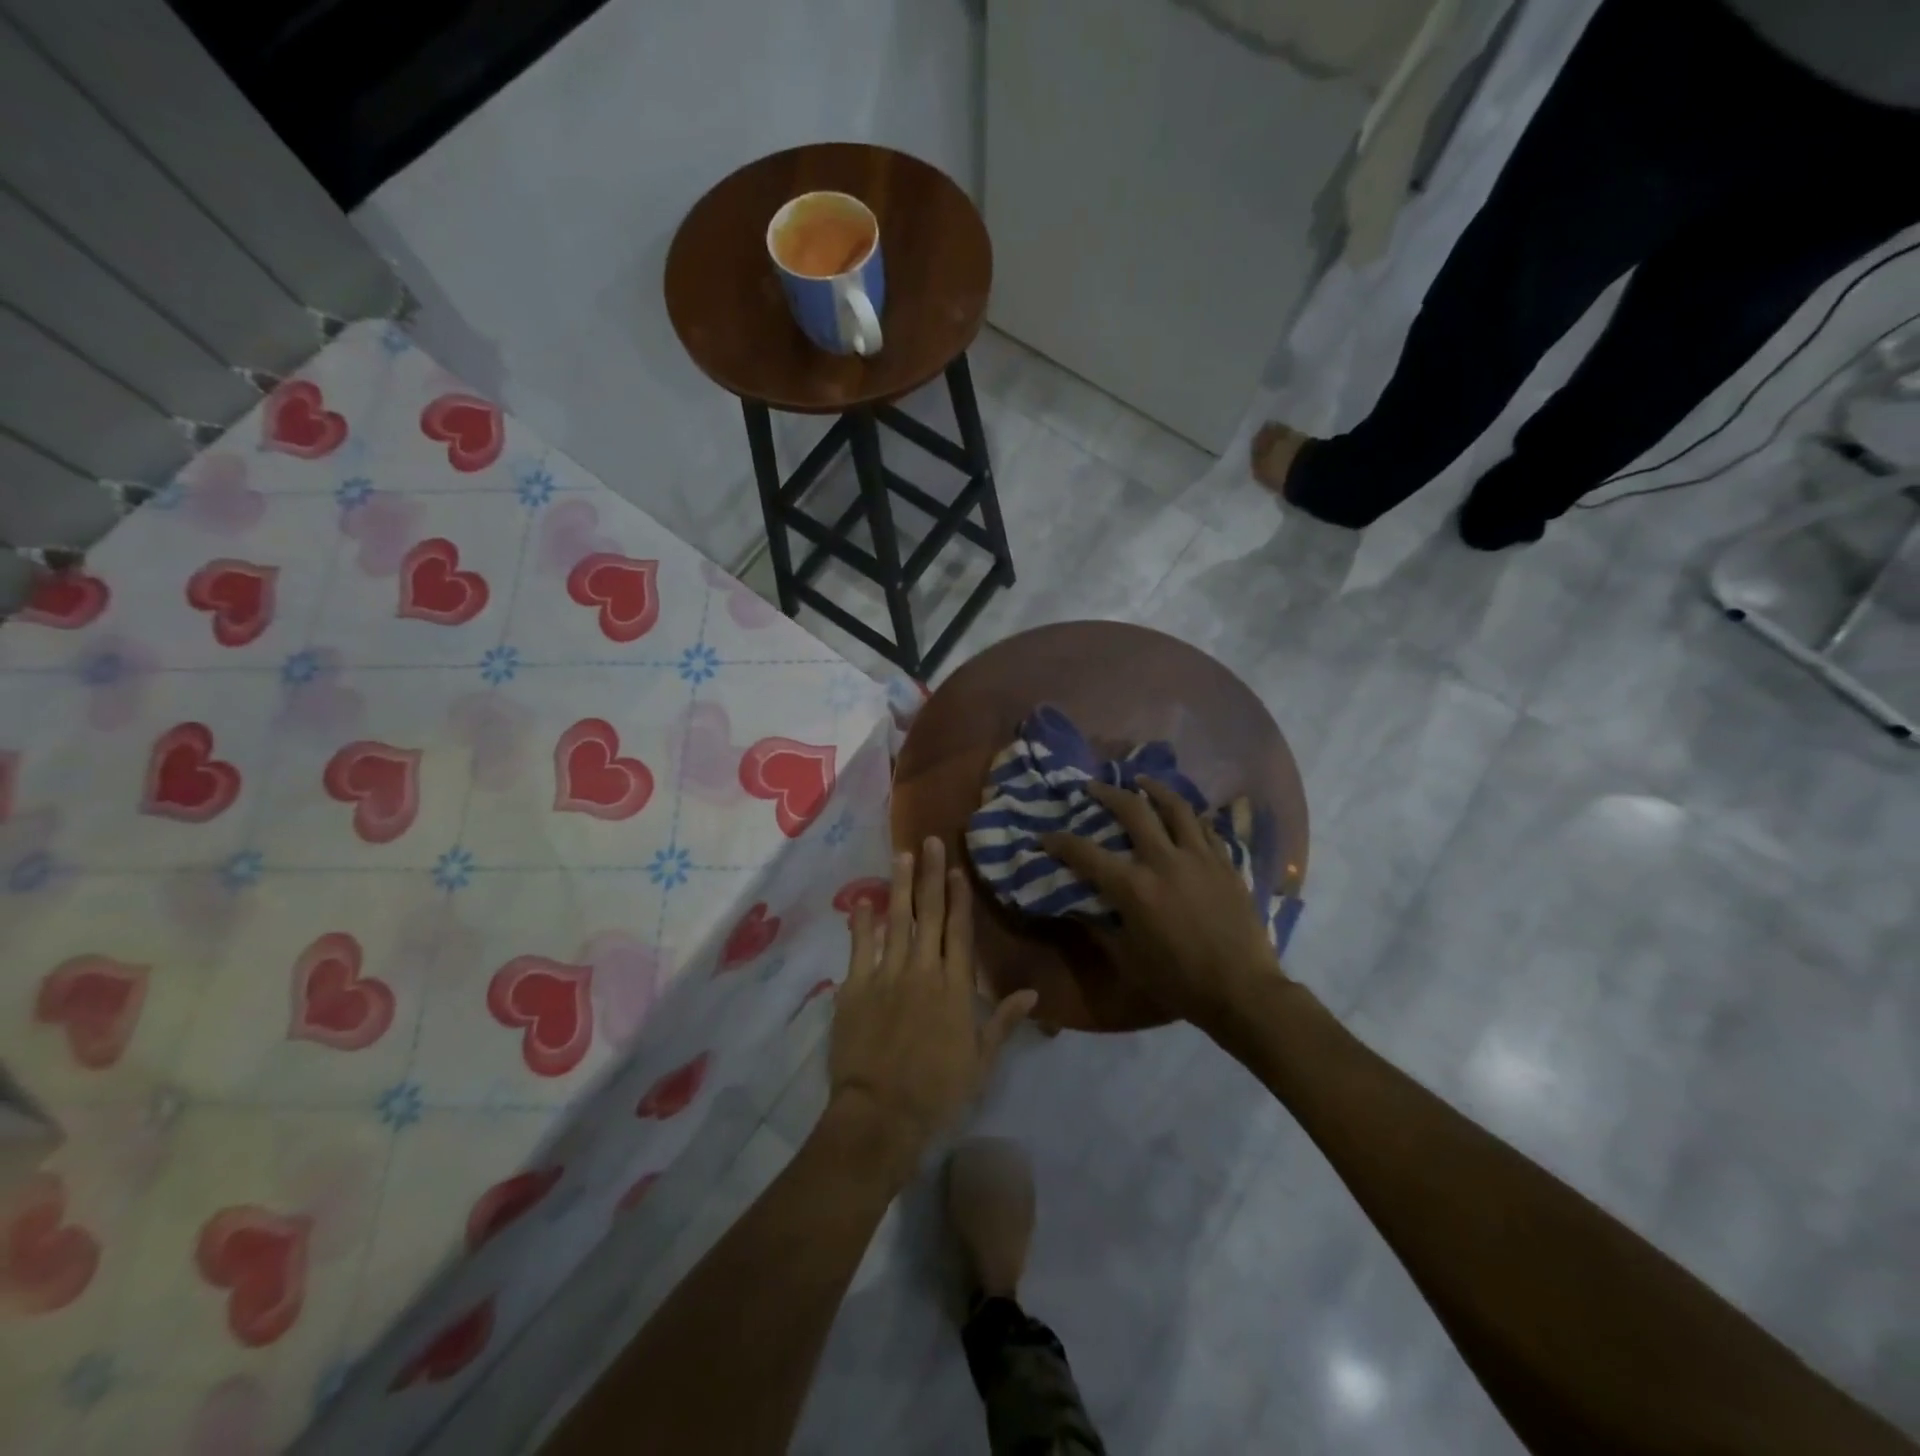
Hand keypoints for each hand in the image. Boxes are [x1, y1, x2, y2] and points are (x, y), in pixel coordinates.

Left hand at [828, 838, 1036, 1174]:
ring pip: (896, 921)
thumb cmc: (937, 1092)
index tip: (958, 869)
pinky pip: (860, 947)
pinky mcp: (856, 988)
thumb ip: (1002, 1022)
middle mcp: (923, 971)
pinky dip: (862, 923)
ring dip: (900, 886)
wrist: (882, 1115)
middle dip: (932, 876)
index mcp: (954, 988)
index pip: (959, 932)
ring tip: (902, 855)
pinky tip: (863, 900)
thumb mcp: (981, 1061)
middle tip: (932, 841)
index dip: (959, 898)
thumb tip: (1033, 993)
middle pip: (929, 915)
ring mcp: (887, 976)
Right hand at [1041, 779, 1282, 1034]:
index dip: (1060, 842)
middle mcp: (1165, 861)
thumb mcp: (1127, 959)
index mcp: (1134, 887)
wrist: (1242, 992)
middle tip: (1094, 787)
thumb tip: (1078, 908)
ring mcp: (1200, 858)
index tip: (1045, 836)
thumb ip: (1100, 928)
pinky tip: (1183, 814)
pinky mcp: (1226, 864)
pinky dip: (1189, 816)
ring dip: (1154, 789)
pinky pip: (1206, 828)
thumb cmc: (1179, 981)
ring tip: (1141, 780)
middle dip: (1108, 793)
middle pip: (1133, 810)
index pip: (1086, 854)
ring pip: (1176, 807)